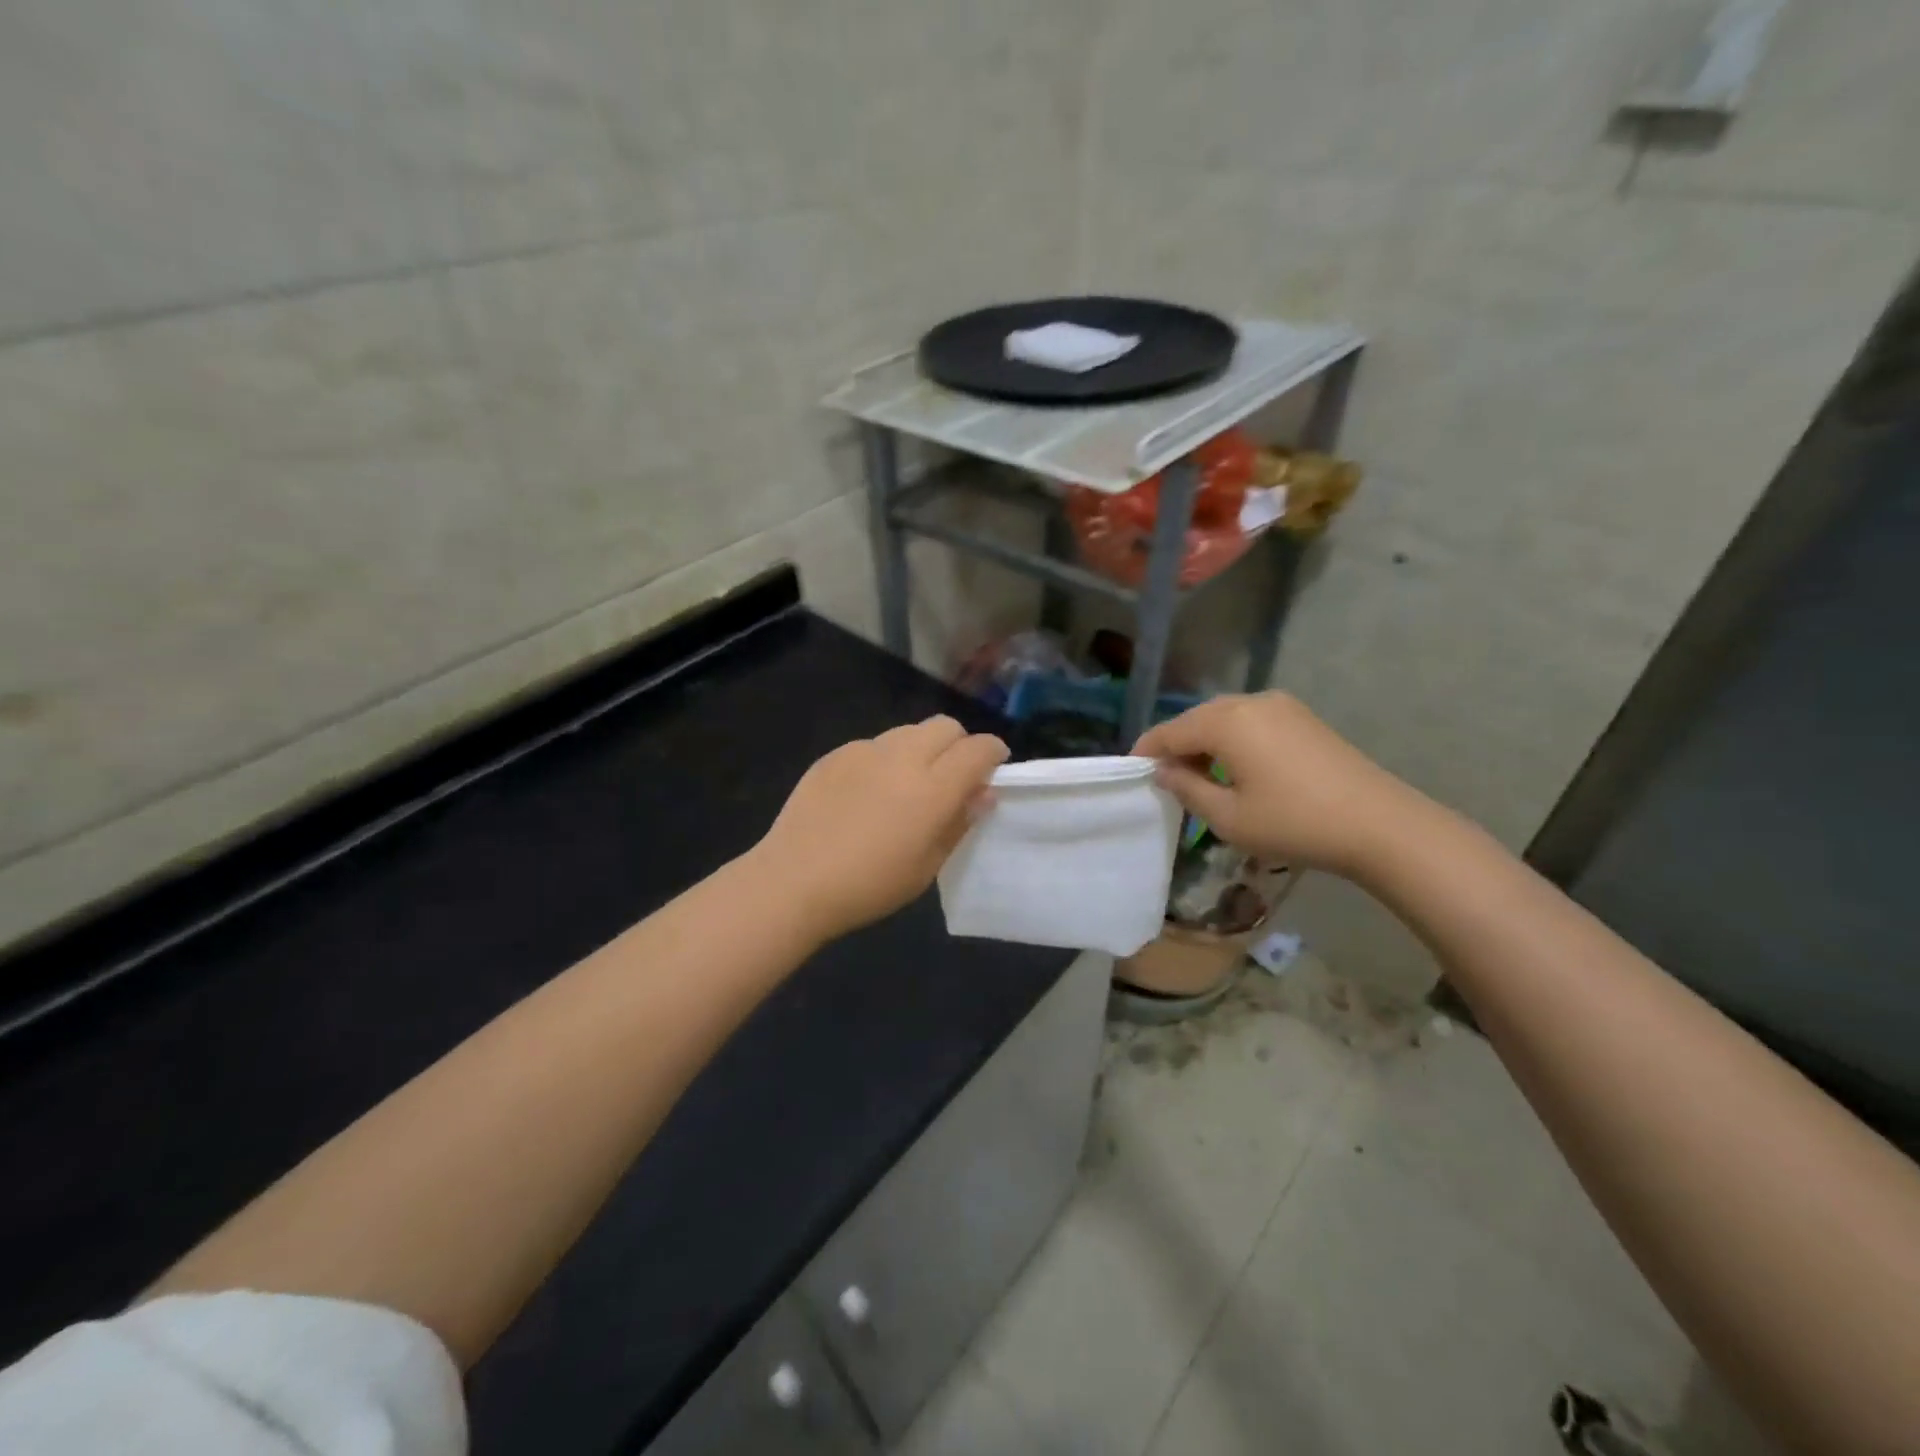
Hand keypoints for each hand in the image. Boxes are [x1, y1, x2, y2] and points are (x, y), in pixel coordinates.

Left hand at [755, 716, 1008, 942]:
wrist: (793, 881)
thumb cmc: (868, 886)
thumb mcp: (926, 866)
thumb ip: (958, 823)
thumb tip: (981, 794)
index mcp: (932, 788)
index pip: (978, 749)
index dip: (993, 754)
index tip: (993, 768)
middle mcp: (902, 757)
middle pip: (945, 726)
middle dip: (958, 745)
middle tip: (952, 777)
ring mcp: (864, 751)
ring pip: (909, 731)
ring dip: (922, 748)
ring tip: (908, 784)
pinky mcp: (835, 754)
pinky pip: (874, 745)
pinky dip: (885, 759)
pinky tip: (868, 793)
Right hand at [1134, 693, 1418, 877]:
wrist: (1379, 825)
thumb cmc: (1294, 823)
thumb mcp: (1228, 817)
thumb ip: (1187, 789)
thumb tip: (1165, 771)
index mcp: (1226, 721)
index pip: (1170, 731)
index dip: (1147, 751)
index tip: (1131, 771)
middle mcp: (1250, 702)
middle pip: (1197, 719)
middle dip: (1176, 745)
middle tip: (1164, 778)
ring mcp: (1281, 706)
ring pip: (1225, 718)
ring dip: (1205, 742)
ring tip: (1197, 776)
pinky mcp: (1303, 718)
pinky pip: (1251, 721)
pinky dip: (1232, 740)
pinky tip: (1235, 768)